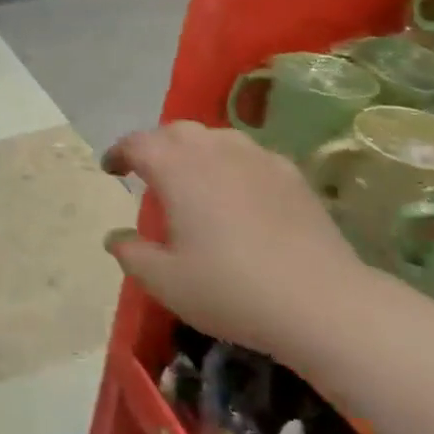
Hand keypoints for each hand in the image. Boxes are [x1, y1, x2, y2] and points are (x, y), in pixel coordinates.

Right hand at [102, 121, 371, 357]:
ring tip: (193, 179)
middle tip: (149, 173)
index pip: (136, 143)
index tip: (112, 170)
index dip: (119, 153)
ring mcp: (256, 156)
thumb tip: (115, 236)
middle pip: (175, 131)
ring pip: (214, 137)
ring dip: (194, 150)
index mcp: (175, 167)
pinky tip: (239, 194)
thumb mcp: (165, 281)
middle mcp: (213, 148)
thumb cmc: (230, 289)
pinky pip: (249, 155)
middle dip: (156, 146)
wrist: (321, 302)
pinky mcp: (290, 172)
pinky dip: (232, 164)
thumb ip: (131, 253)